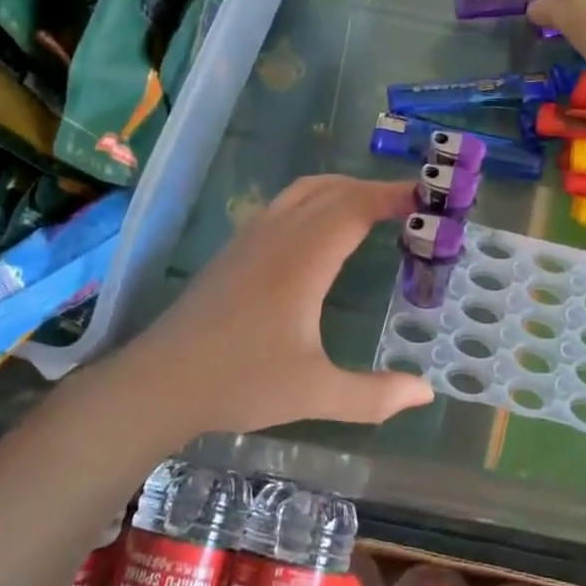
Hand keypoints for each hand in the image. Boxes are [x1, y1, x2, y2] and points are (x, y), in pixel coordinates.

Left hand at [117, 175, 433, 435]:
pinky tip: (323, 234)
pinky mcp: (235, 250)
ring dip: (343, 191)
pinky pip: (285, 206)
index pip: (355, 206)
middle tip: (411, 208)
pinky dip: (317, 202)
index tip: (427, 198)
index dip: (392, 195)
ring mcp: (251, 238)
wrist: (159, 382)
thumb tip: (425, 393)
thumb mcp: (315, 393)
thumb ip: (374, 395)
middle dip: (374, 190)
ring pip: (304, 192)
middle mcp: (277, 235)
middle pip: (332, 190)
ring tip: (373, 211)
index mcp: (302, 259)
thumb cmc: (240, 382)